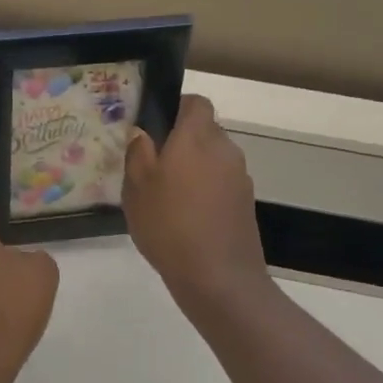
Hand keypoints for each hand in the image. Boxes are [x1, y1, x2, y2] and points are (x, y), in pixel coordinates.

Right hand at [122, 94, 269, 315]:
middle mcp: (224, 149)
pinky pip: (222, 183)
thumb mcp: (137, 187)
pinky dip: (206, 190)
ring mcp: (240, 177)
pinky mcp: (246, 203)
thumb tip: (143, 132)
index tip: (156, 127)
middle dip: (182, 142)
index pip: (196, 103)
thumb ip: (138, 152)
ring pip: (213, 158)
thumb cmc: (169, 225)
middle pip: (204, 131)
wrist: (219, 279)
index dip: (177, 107)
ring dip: (194, 167)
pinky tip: (187, 217)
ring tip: (168, 195)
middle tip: (154, 165)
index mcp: (197, 137)